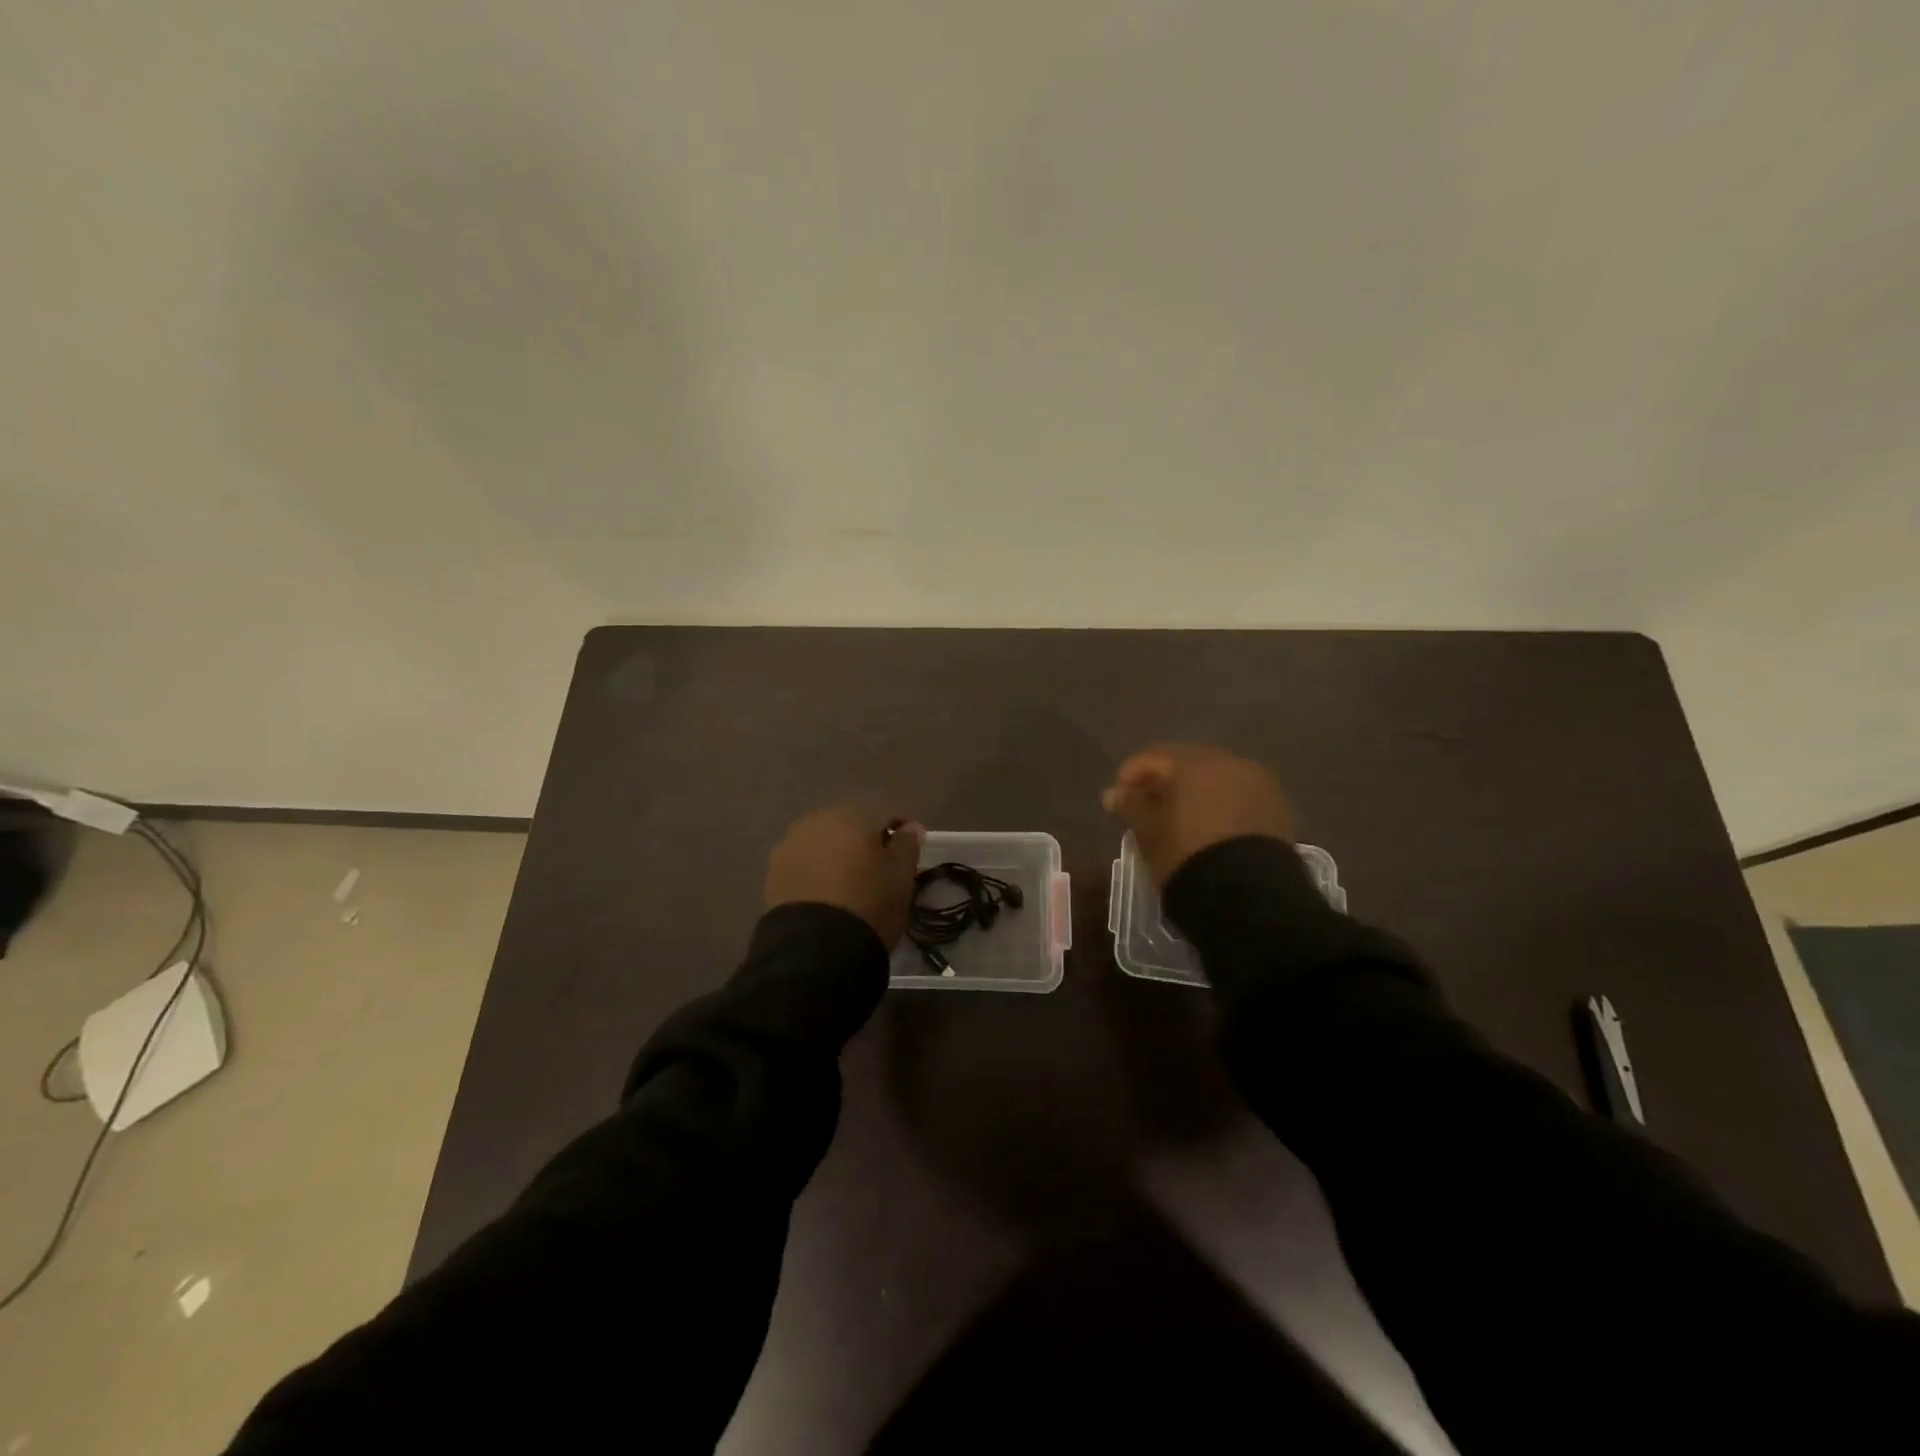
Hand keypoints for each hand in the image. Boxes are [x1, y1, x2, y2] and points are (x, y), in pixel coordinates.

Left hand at [765, 805, 924, 948]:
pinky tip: (826, 892)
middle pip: (850, 825)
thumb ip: (907, 844)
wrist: (815, 946)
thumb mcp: (901, 875)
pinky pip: (804, 862)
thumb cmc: (869, 902)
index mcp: (852, 814)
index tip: (910, 851)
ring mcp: (790, 843)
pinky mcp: (774, 871)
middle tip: (879, 867)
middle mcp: (817, 819)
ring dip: (838, 854)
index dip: (901, 830)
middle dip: (865, 840)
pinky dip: (817, 871)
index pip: (885, 814)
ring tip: (849, 882)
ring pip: (824, 842)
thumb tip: (909, 827)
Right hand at [1102, 743, 1295, 886]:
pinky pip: (1240, 799)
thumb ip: (1130, 805)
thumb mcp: (1148, 832)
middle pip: (1189, 764)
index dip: (1131, 775)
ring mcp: (1261, 786)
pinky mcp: (1279, 811)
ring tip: (1180, 820)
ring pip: (1218, 781)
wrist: (1251, 897)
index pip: (1154, 757)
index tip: (1117, 798)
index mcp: (1196, 762)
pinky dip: (1221, 807)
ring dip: (1196, 794)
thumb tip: (1114, 792)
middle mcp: (1232, 763)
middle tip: (1148, 807)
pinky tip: (1210, 829)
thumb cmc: (1188, 856)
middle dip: (1166, 782)